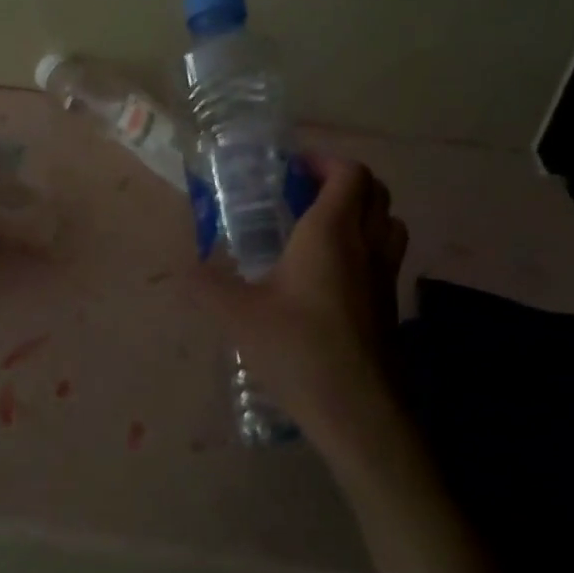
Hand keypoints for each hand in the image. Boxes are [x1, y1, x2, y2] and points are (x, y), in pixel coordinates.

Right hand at [201, 154, 407, 455]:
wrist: (358, 411)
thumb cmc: (298, 350)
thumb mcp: (238, 315)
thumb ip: (207, 286)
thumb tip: (184, 269)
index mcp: (331, 233)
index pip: (349, 173)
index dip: (324, 161)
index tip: (290, 170)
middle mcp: (366, 245)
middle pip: (375, 191)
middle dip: (341, 181)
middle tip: (302, 194)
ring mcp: (385, 276)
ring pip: (388, 222)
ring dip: (361, 211)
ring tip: (321, 228)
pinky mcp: (389, 305)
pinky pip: (386, 256)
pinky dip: (365, 246)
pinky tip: (329, 275)